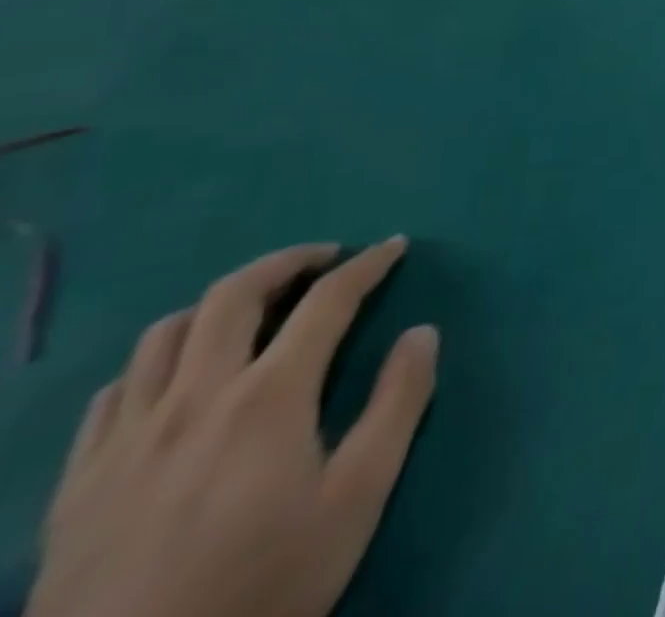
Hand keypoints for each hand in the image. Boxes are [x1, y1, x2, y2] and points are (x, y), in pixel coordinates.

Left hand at [28, 239, 436, 616]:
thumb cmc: (262, 586)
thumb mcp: (358, 498)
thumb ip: (398, 404)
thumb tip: (422, 332)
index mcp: (268, 396)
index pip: (327, 301)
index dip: (367, 265)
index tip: (394, 246)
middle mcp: (195, 398)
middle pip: (233, 296)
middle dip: (287, 262)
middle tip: (324, 260)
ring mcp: (125, 441)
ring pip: (164, 335)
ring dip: (218, 305)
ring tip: (252, 310)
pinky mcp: (77, 485)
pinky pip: (110, 396)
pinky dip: (153, 365)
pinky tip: (174, 380)